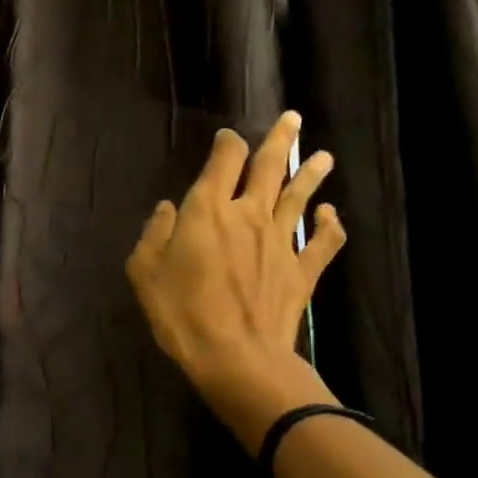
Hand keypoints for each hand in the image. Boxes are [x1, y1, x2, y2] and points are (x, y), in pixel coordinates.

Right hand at [126, 112, 346, 452]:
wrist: (237, 358)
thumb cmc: (181, 314)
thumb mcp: (144, 273)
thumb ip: (154, 234)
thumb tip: (168, 208)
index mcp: (207, 211)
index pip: (223, 161)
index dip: (227, 144)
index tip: (227, 138)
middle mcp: (248, 215)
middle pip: (269, 168)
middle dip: (280, 141)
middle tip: (293, 119)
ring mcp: (281, 242)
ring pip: (300, 197)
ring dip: (311, 174)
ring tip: (323, 155)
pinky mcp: (302, 270)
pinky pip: (323, 242)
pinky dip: (331, 226)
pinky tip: (332, 214)